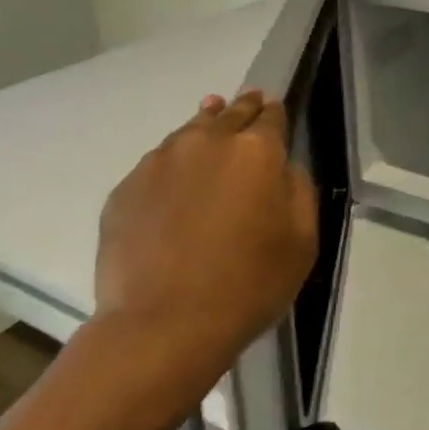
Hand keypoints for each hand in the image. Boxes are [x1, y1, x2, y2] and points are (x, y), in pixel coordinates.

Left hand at [94, 91, 318, 367]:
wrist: (163, 325)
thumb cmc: (248, 284)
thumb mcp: (303, 240)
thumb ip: (298, 190)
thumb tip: (284, 167)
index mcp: (256, 151)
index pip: (270, 116)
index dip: (274, 112)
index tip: (273, 108)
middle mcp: (207, 143)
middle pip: (228, 114)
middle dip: (241, 109)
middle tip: (246, 104)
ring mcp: (160, 162)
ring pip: (189, 133)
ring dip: (204, 128)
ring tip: (209, 122)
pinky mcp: (125, 188)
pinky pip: (157, 165)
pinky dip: (172, 167)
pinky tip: (175, 184)